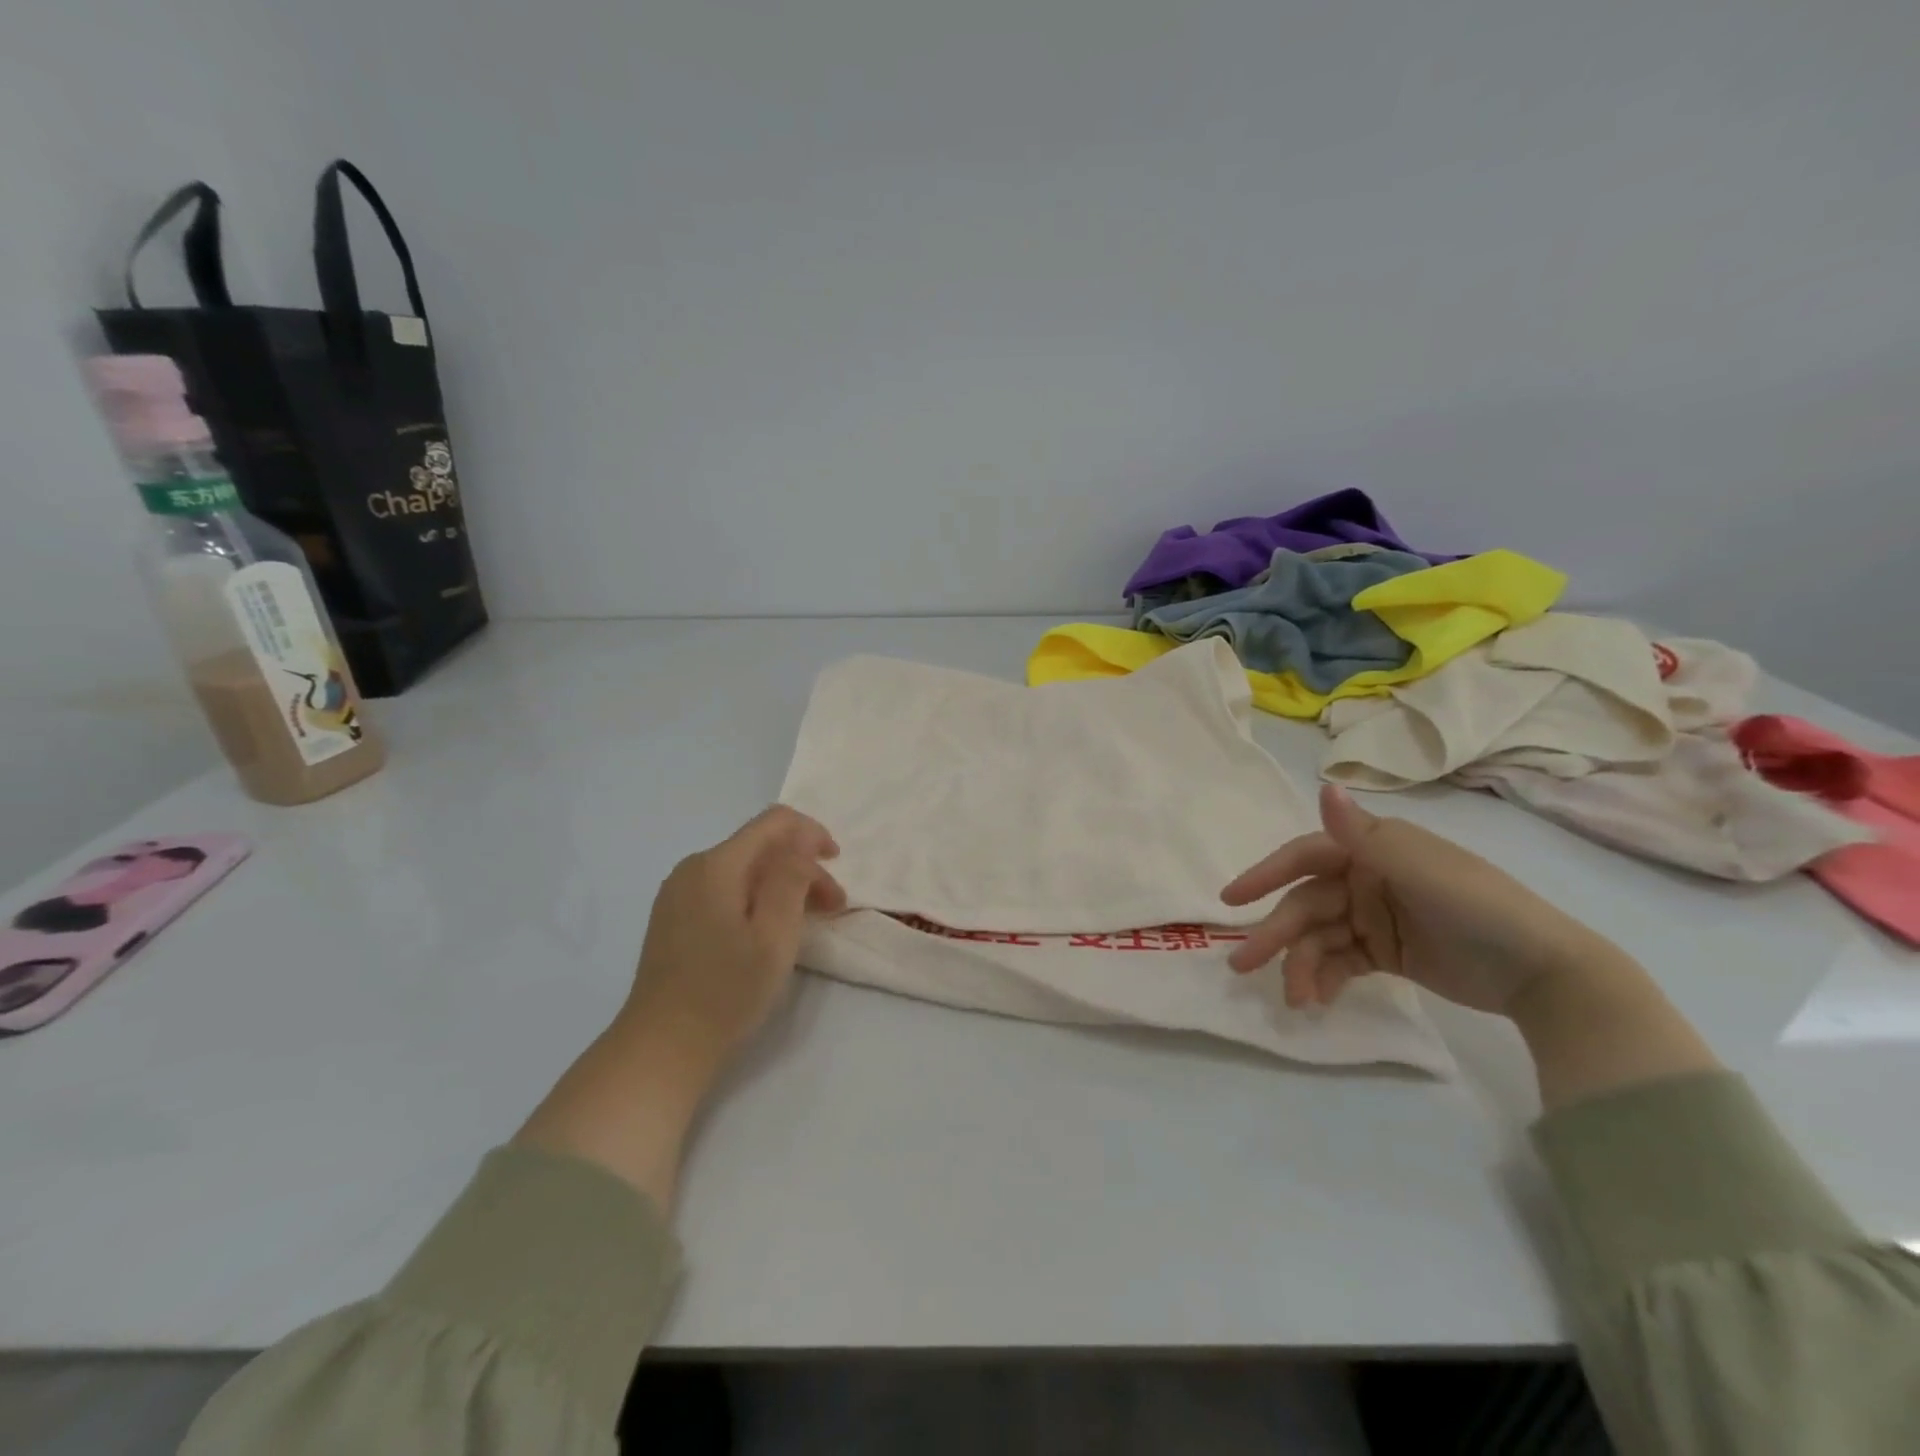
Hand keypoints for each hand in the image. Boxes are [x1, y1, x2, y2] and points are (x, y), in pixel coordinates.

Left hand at [518, 806, 843, 1206]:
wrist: (661, 1046)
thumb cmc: (726, 991)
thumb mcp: (774, 935)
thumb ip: (791, 877)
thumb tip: (801, 840)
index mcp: (716, 865)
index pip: (774, 822)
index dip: (812, 833)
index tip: (837, 862)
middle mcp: (693, 868)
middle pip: (760, 847)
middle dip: (802, 867)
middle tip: (833, 906)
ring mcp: (678, 892)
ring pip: (744, 869)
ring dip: (782, 884)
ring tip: (808, 921)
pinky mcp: (674, 916)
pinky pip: (725, 888)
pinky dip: (756, 898)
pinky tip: (769, 930)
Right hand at [1221, 783, 1617, 1015]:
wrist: (1545, 973)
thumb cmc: (1479, 907)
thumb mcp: (1420, 868)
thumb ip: (1364, 835)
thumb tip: (1323, 787)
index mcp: (1371, 850)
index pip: (1304, 857)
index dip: (1265, 874)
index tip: (1231, 900)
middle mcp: (1366, 878)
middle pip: (1306, 904)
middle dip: (1275, 934)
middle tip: (1242, 966)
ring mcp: (1374, 917)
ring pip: (1318, 937)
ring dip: (1300, 964)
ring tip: (1294, 999)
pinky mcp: (1386, 953)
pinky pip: (1341, 961)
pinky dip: (1325, 977)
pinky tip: (1317, 999)